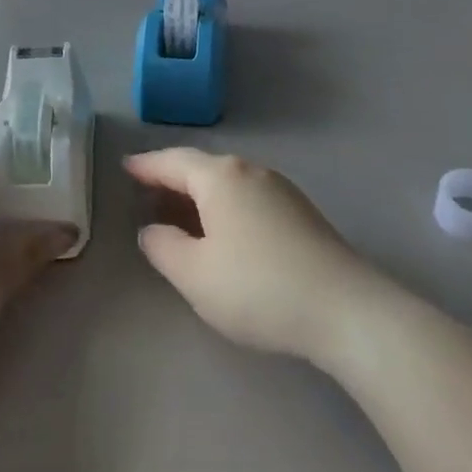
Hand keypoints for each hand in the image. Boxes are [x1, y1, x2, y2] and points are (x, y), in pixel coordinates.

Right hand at [126, 148, 383, 362]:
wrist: (345, 310)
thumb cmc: (258, 288)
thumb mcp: (194, 274)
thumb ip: (163, 247)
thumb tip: (153, 229)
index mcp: (221, 178)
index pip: (173, 161)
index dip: (146, 166)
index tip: (125, 167)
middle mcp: (251, 172)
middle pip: (202, 167)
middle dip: (172, 178)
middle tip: (145, 192)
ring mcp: (281, 190)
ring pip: (228, 183)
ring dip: (200, 194)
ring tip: (179, 213)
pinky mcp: (301, 213)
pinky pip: (248, 197)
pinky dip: (224, 206)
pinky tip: (222, 231)